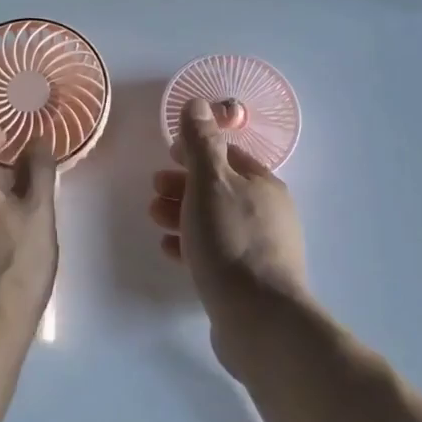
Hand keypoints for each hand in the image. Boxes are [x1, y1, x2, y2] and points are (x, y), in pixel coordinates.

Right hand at [149, 99, 311, 371]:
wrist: (259, 319)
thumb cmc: (230, 240)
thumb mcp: (210, 183)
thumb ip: (201, 142)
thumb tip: (197, 102)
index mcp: (263, 185)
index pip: (228, 155)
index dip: (197, 151)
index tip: (168, 156)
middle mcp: (267, 213)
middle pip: (219, 189)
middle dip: (183, 185)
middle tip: (154, 190)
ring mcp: (260, 249)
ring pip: (214, 220)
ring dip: (182, 214)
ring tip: (154, 219)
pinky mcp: (248, 280)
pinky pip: (214, 252)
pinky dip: (190, 245)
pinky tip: (169, 250)